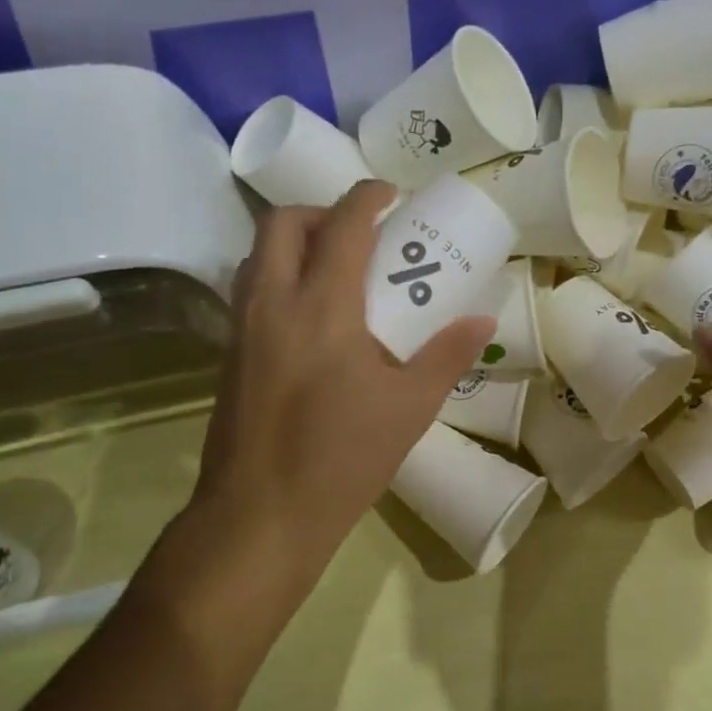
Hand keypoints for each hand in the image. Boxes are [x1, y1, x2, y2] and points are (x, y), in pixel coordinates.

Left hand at [185, 180, 493, 597]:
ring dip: (297, 242)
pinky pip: (251, 288)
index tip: (392, 194)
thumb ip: (446, 355)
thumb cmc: (342, 459)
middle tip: (361, 234)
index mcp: (321, 308)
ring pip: (259, 254)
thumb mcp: (409, 408)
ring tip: (339, 270)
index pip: (342, 226)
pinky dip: (281, 276)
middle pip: (282, 223)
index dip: (367, 197)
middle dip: (322, 211)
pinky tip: (314, 317)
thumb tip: (482, 320)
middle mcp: (272, 303)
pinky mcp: (229, 354)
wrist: (260, 516)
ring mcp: (242, 328)